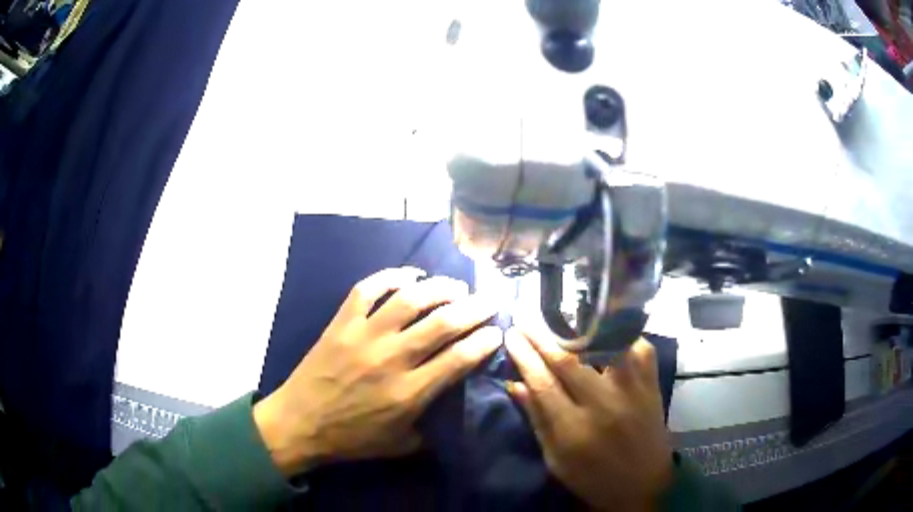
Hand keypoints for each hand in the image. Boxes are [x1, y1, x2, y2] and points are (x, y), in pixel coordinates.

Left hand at [254, 267, 500, 475]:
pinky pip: (368, 289)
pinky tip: (410, 275)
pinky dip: (391, 276)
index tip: (497, 332)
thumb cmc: (351, 438)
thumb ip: (433, 431)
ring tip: (457, 287)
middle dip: (475, 308)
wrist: (300, 423)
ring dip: (440, 288)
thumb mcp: (400, 446)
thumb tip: (455, 410)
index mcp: (409, 393)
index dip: (484, 341)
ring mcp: (364, 336)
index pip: (459, 358)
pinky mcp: (342, 323)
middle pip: (443, 323)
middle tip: (490, 300)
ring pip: (410, 299)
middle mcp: (392, 359)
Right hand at [504, 325, 672, 511]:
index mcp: (574, 430)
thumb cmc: (592, 477)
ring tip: (564, 318)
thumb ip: (537, 420)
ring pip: (607, 346)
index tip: (511, 335)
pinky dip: (622, 336)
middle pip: (568, 360)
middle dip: (542, 335)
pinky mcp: (651, 385)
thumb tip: (515, 383)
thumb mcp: (555, 459)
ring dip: (581, 329)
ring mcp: (632, 391)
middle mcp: (604, 405)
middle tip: (526, 318)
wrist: (643, 484)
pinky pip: (640, 348)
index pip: (543, 382)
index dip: (524, 356)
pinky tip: (607, 333)